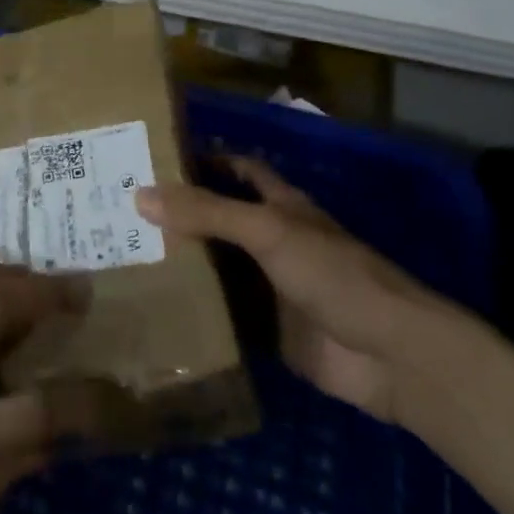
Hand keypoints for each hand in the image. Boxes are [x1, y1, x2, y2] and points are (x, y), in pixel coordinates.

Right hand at [135, 156, 441, 422]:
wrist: (390, 355)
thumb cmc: (333, 274)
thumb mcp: (268, 231)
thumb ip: (208, 212)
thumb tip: (140, 194)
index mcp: (280, 207)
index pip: (238, 170)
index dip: (204, 160)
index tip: (155, 158)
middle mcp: (272, 242)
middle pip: (220, 221)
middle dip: (180, 217)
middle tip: (122, 212)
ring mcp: (270, 289)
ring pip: (219, 270)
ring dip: (183, 265)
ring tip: (125, 258)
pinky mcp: (268, 333)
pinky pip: (224, 319)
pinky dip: (195, 314)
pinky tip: (155, 311)